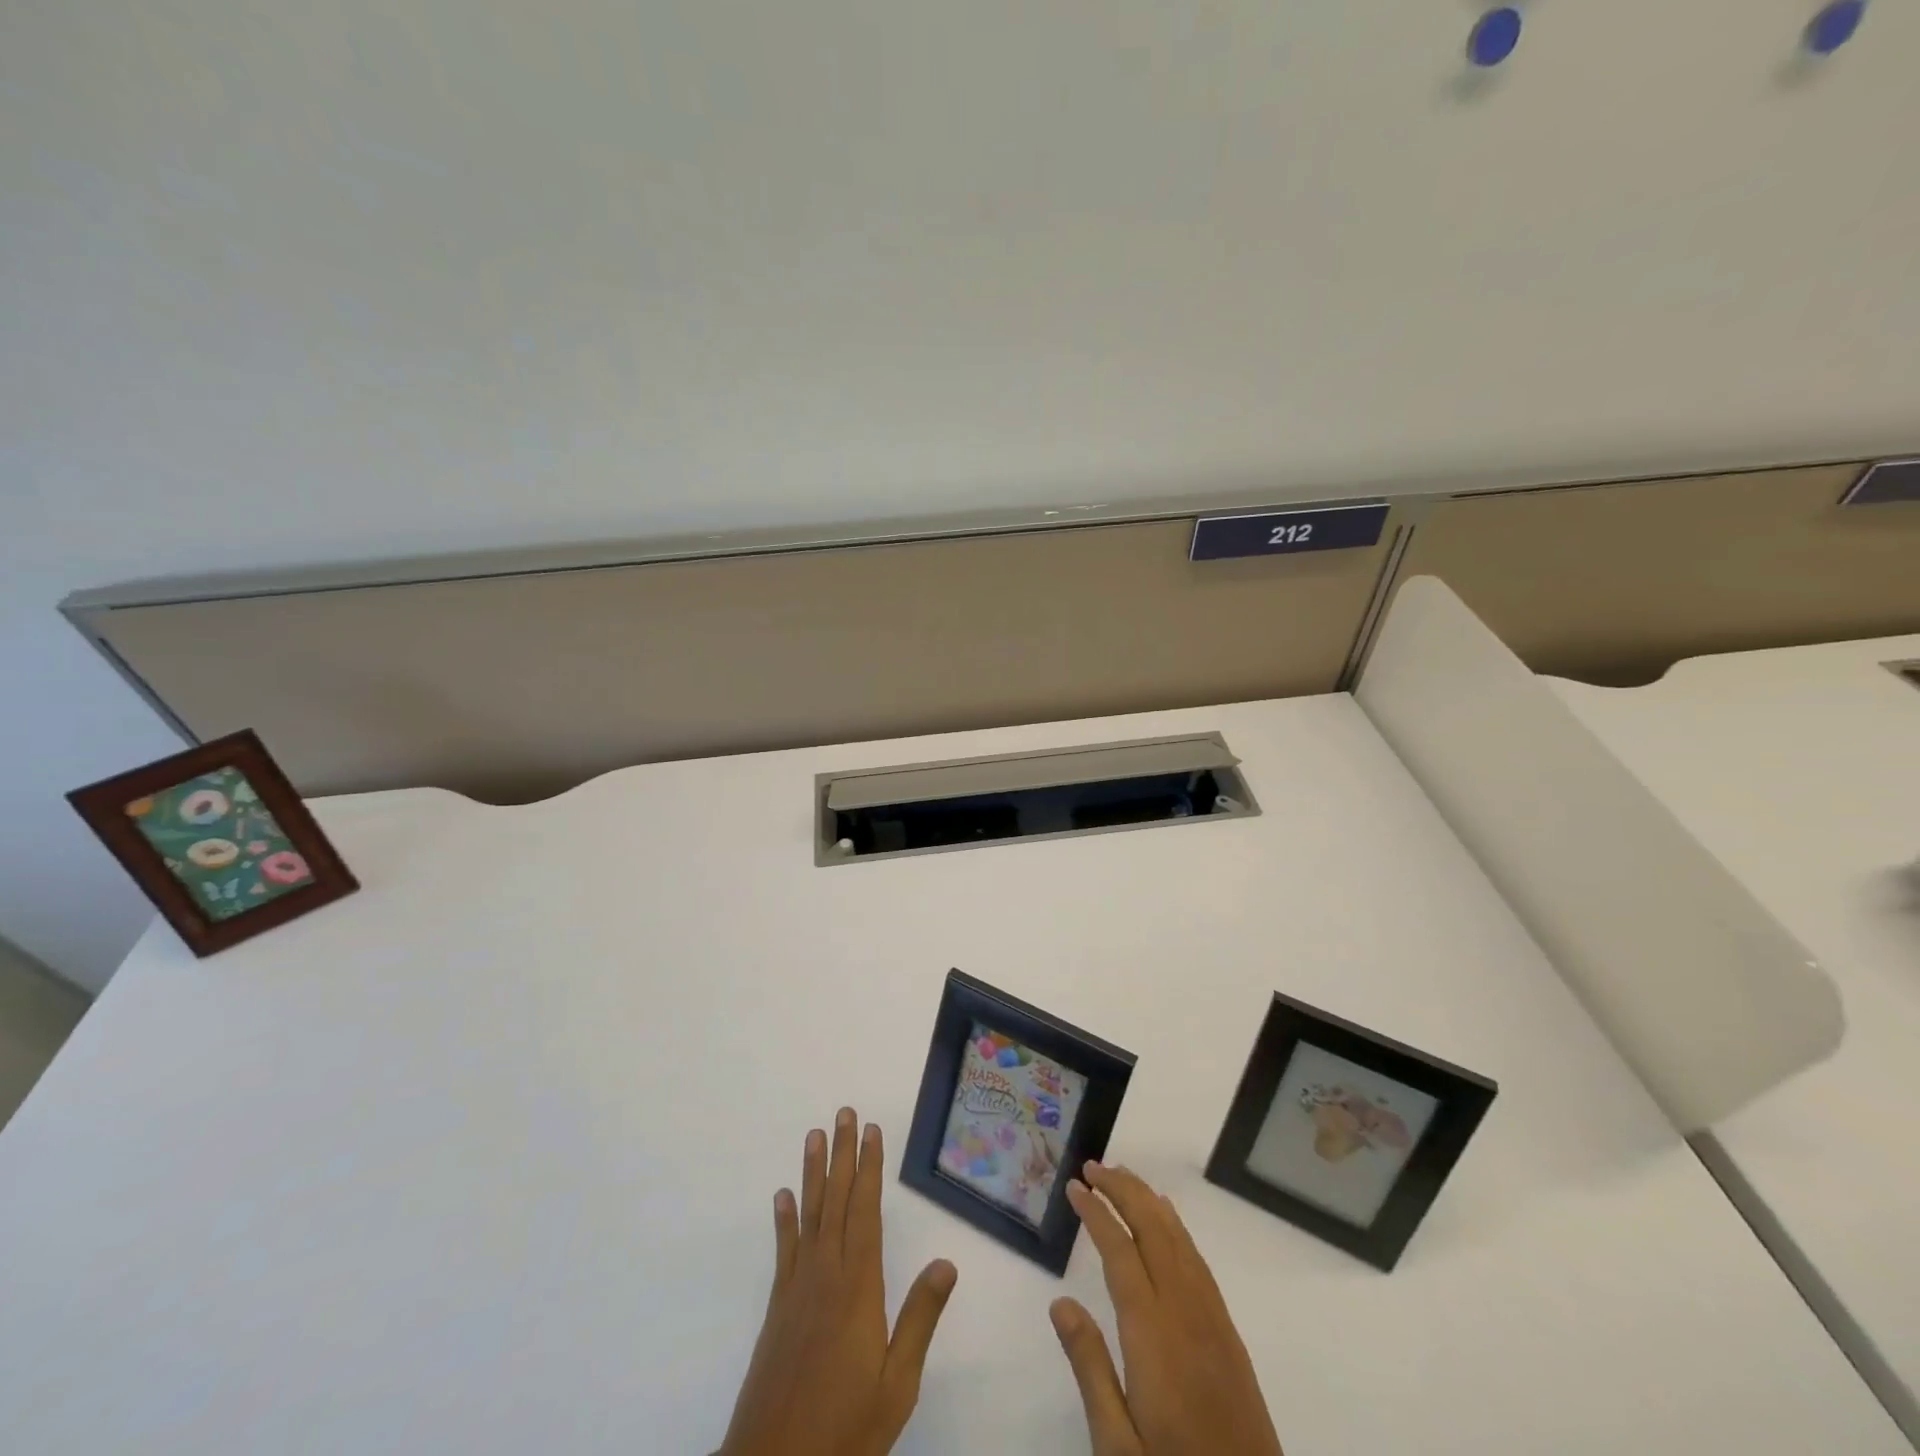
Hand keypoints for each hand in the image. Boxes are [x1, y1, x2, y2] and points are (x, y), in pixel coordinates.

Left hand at [720, 1108, 958, 1455]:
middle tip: (844, 1113)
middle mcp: (826, 1274)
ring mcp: (797, 1288)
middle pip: (837, 1201)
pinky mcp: (777, 1308)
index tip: (873, 1131)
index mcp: (859, 1287)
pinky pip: (784, 1251)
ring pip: (810, 1215)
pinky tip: (783, 1196)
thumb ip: (919, 1320)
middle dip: (843, 1154)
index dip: (870, 1168)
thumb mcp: (896, 1384)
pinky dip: (785, 1220)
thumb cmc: (845, 1429)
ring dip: (814, 1172)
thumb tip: (947, 1262)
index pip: (866, 1211)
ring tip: (814, 1135)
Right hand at [1050, 1163, 1283, 1455]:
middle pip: (1154, 1231)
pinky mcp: (1228, 1336)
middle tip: (1093, 1166)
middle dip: (1123, 1191)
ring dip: (1149, 1202)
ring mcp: (1213, 1321)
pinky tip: (1167, 1222)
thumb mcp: (1117, 1445)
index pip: (1121, 1252)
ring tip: (1123, 1176)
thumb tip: (1060, 1301)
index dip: (1097, 1213)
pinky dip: (1176, 1228)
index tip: (1075, 1186)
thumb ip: (1089, 1368)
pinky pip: (1198, 1262)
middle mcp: (1186, 1313)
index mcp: (1153, 1335)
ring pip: (1179, 1240)